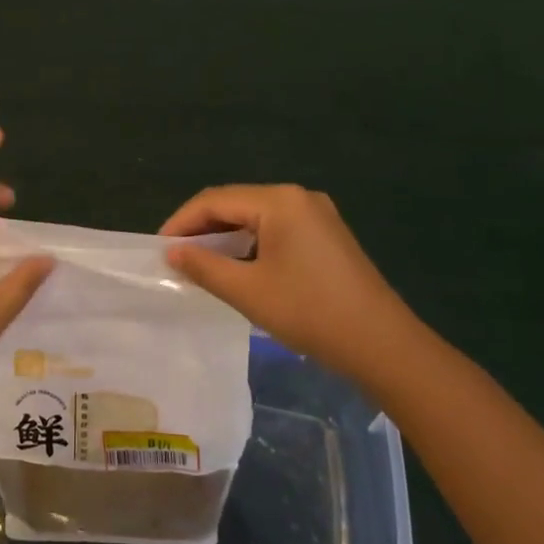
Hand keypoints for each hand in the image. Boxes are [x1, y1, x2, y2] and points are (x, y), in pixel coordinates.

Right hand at [161, 185, 420, 387]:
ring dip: (226, 236)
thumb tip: (171, 253)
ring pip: (256, 217)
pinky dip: (251, 243)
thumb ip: (204, 267)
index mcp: (279, 200)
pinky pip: (276, 228)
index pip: (215, 200)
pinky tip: (238, 266)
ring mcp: (317, 214)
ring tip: (200, 263)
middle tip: (176, 257)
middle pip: (236, 203)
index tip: (159, 248)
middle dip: (203, 228)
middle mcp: (298, 197)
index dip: (182, 222)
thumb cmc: (310, 313)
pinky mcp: (327, 235)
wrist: (384, 346)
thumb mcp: (248, 291)